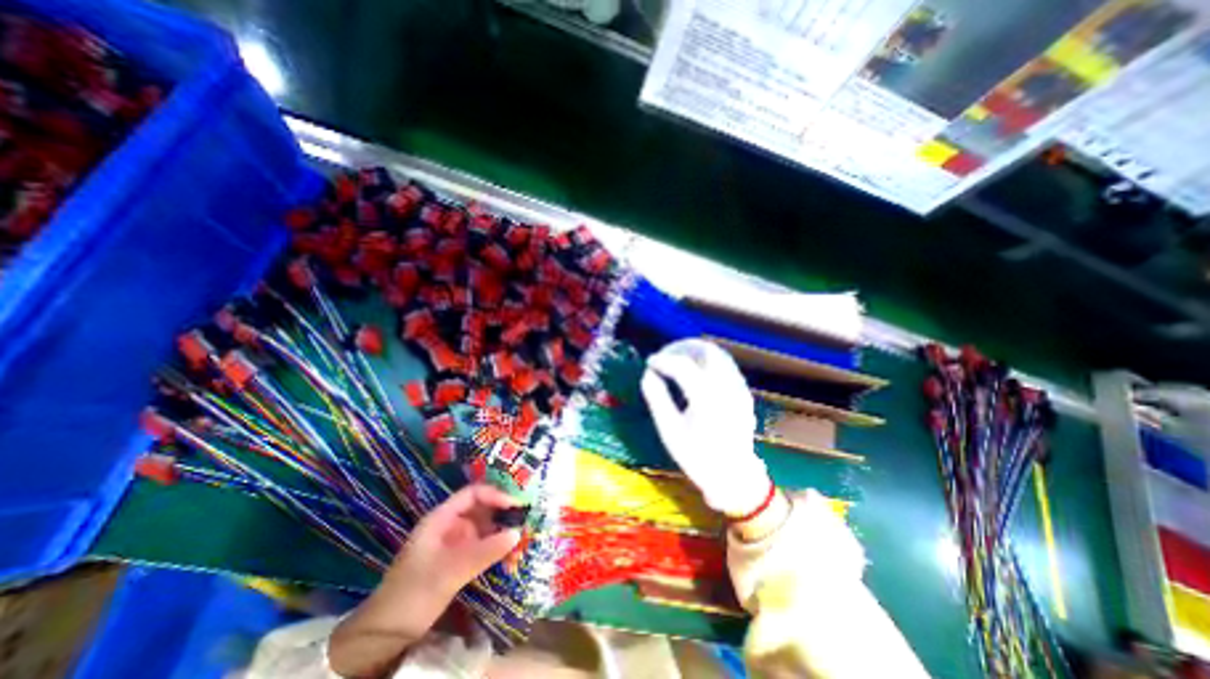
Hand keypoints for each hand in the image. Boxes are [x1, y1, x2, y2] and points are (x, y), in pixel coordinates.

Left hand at [328, 486, 522, 677]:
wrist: (385, 634)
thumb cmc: (415, 592)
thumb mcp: (451, 570)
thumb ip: (485, 550)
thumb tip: (518, 532)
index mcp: (441, 518)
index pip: (473, 494)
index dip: (494, 495)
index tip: (515, 504)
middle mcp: (449, 525)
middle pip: (480, 507)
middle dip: (502, 509)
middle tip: (526, 514)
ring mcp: (453, 542)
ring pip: (482, 526)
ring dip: (501, 527)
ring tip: (523, 530)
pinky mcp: (457, 559)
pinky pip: (481, 544)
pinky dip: (496, 544)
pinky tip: (510, 548)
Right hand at [637, 339, 769, 518]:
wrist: (733, 477)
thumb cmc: (697, 456)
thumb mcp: (670, 430)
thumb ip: (657, 398)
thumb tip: (648, 375)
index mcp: (707, 398)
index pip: (682, 366)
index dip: (663, 360)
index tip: (650, 361)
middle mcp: (726, 387)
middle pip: (706, 351)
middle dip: (683, 348)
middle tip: (666, 356)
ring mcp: (739, 389)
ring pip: (718, 356)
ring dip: (697, 353)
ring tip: (678, 360)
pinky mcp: (744, 393)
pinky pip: (726, 367)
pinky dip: (708, 362)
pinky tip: (696, 373)